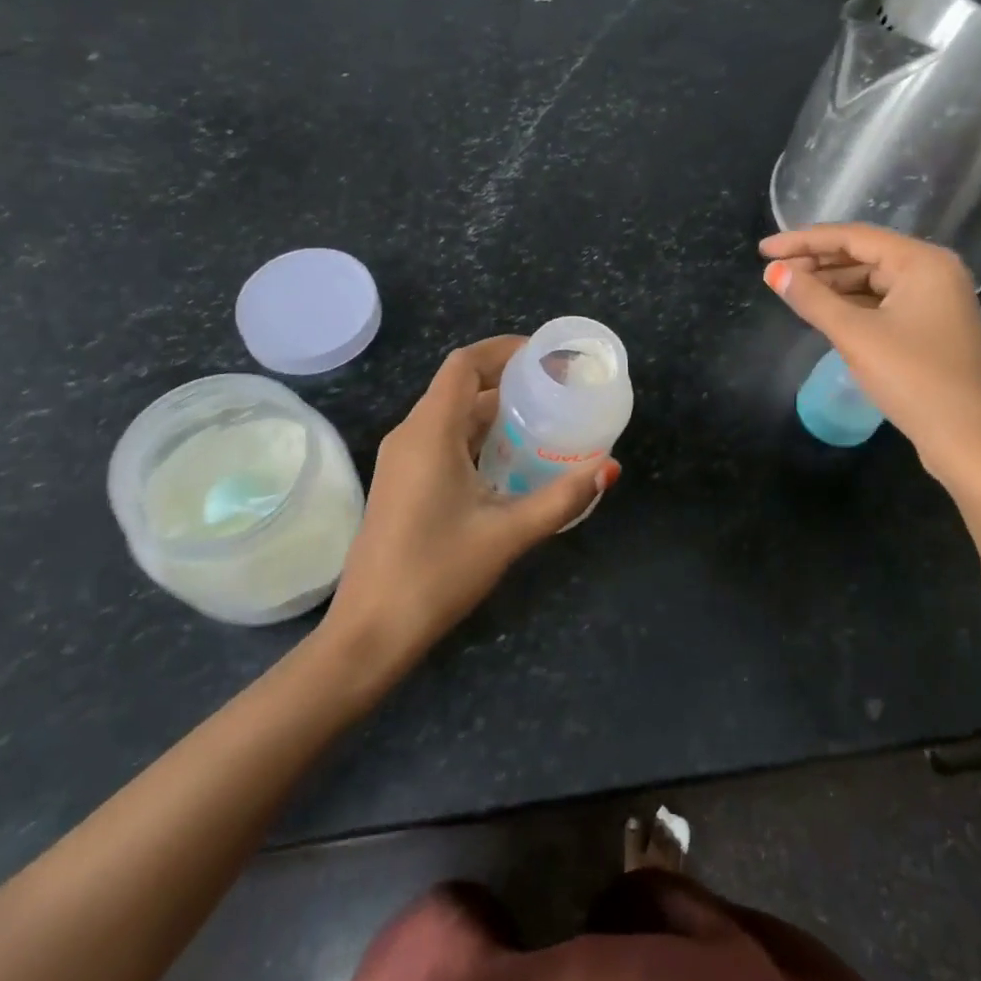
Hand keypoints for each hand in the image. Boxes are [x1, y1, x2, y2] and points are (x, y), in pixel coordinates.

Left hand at [320, 336, 619, 676]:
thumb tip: (610, 467)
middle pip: (459, 386)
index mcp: (430, 432)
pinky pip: (442, 440)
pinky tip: (510, 460)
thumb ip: (563, 497)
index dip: (503, 349)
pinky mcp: (402, 483)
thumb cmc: (438, 573)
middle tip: (556, 390)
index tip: (545, 356)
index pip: (464, 364)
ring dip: (493, 411)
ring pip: (451, 416)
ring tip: (543, 420)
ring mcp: (401, 460)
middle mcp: (410, 435)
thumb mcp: (509, 533)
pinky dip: (477, 436)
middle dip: (507, 381)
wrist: (370, 631)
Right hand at [760, 224, 980, 489]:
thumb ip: (812, 299)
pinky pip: (883, 304)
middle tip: (773, 271)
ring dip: (833, 285)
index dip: (804, 241)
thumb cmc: (914, 378)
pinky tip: (824, 312)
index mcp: (923, 262)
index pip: (853, 237)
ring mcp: (937, 302)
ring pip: (874, 281)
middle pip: (865, 255)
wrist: (969, 440)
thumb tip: (774, 272)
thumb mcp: (856, 335)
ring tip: (791, 290)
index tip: (764, 250)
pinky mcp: (932, 329)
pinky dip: (852, 305)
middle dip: (817, 262)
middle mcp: (934, 272)